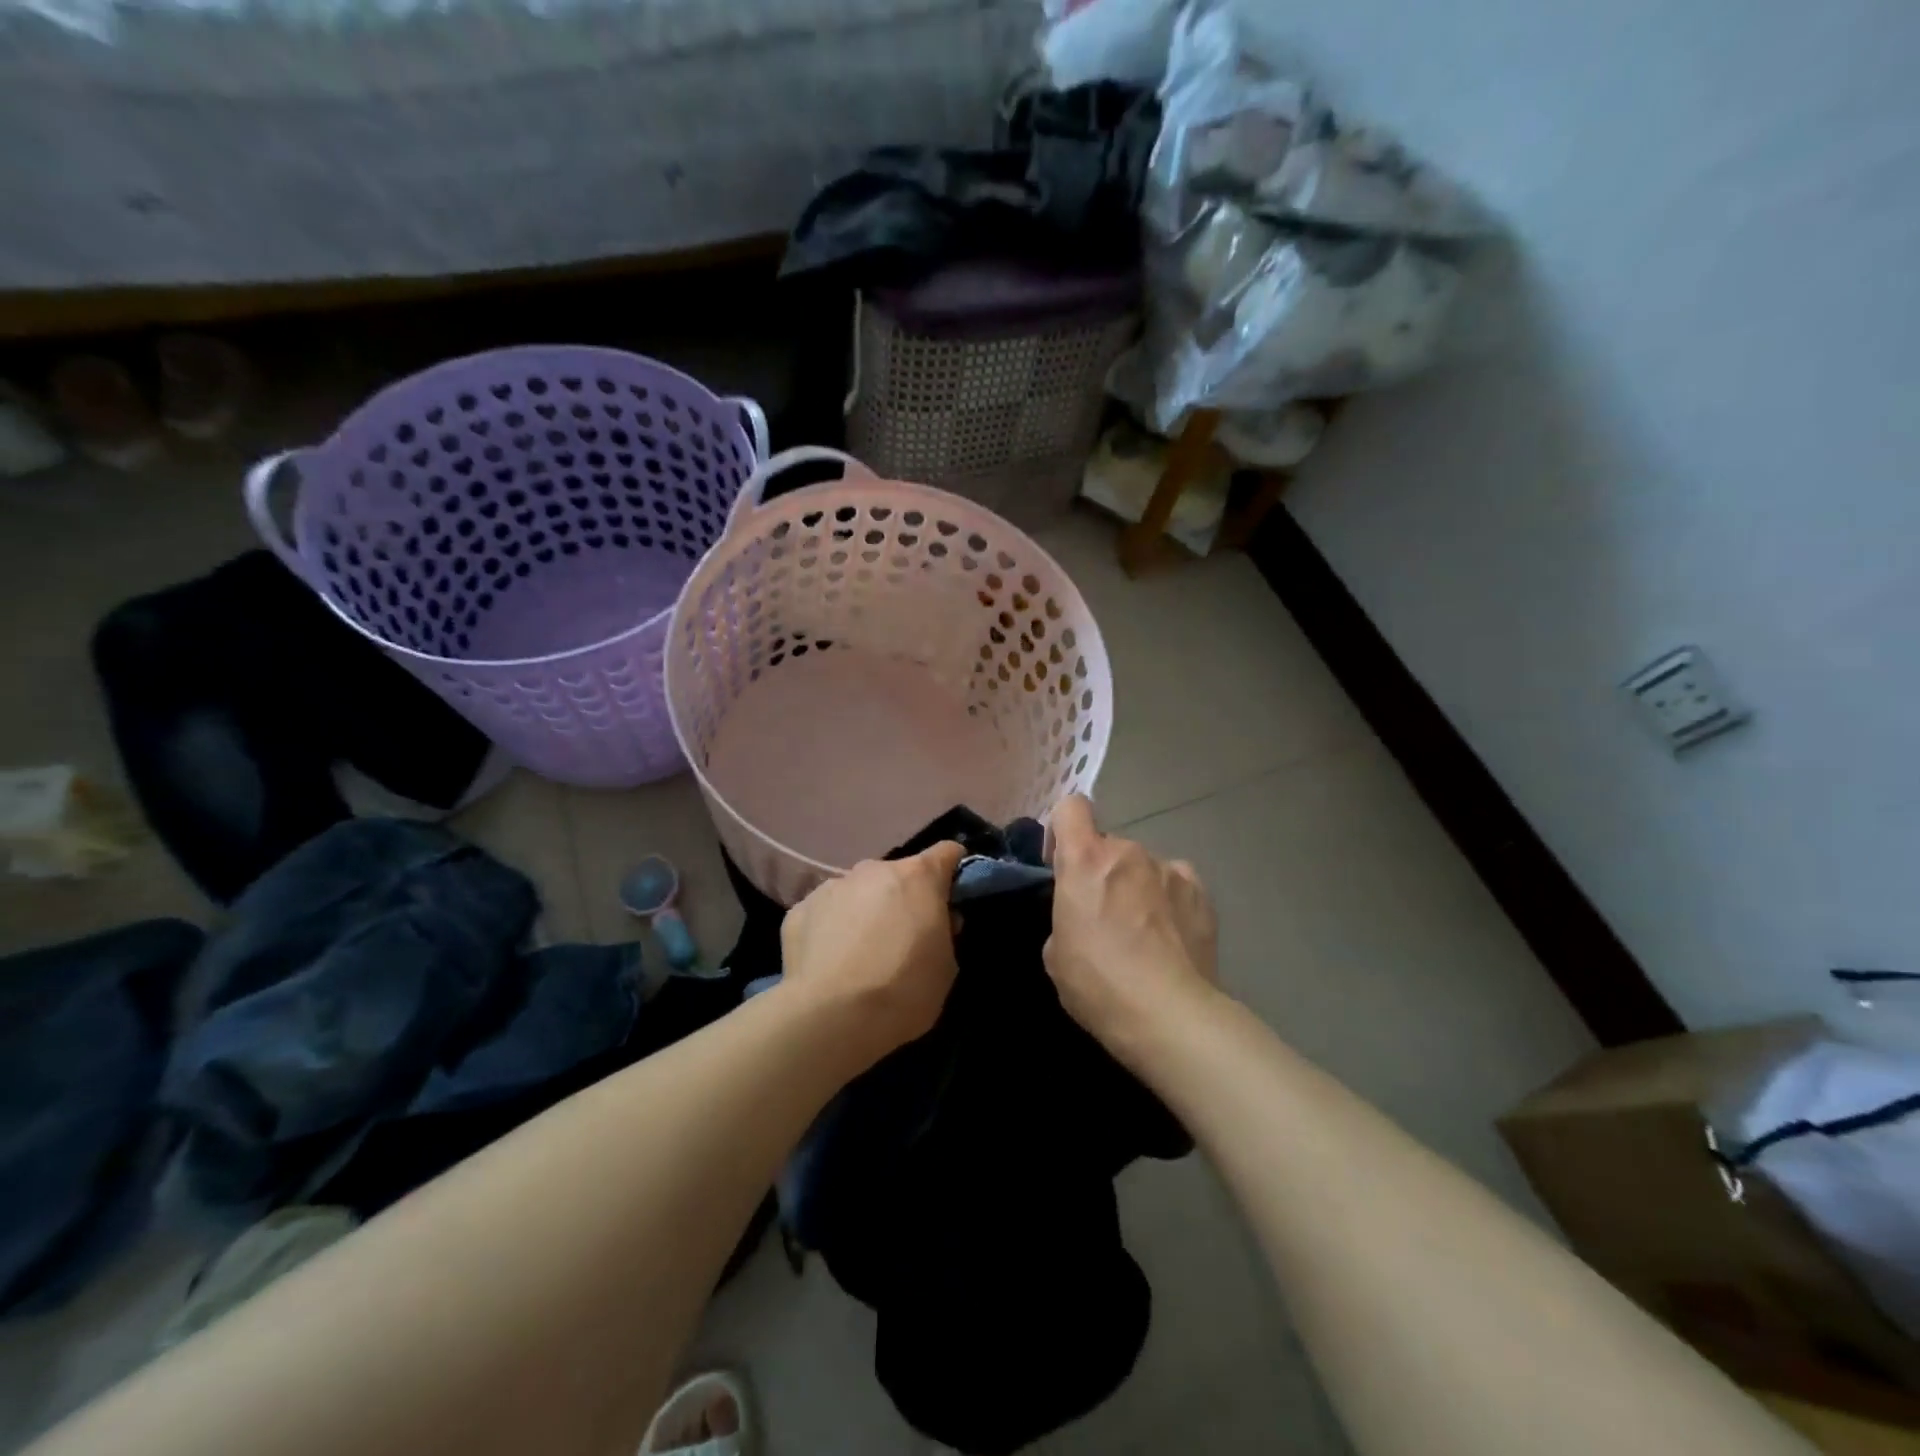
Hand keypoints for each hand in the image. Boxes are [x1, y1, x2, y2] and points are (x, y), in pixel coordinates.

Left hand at [780, 841, 965, 1060]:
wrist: (831, 1017)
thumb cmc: (903, 990)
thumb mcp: (947, 966)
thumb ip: (944, 932)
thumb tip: (934, 921)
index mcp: (918, 877)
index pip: (946, 853)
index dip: (953, 873)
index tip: (951, 899)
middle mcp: (874, 870)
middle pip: (897, 875)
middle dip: (902, 899)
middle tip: (902, 939)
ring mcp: (832, 886)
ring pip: (857, 892)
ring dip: (864, 912)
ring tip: (859, 955)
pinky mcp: (799, 910)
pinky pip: (824, 913)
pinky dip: (830, 930)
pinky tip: (828, 964)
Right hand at [1044, 795, 1219, 1061]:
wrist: (1171, 1016)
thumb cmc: (1099, 984)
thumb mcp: (1056, 954)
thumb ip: (1066, 916)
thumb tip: (1083, 917)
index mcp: (1085, 861)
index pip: (1071, 808)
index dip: (1062, 829)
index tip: (1061, 863)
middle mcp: (1128, 852)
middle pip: (1109, 846)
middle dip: (1103, 873)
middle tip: (1104, 917)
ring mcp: (1170, 869)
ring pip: (1144, 867)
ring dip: (1138, 887)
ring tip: (1144, 934)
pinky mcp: (1201, 893)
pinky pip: (1175, 885)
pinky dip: (1169, 901)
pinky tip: (1172, 937)